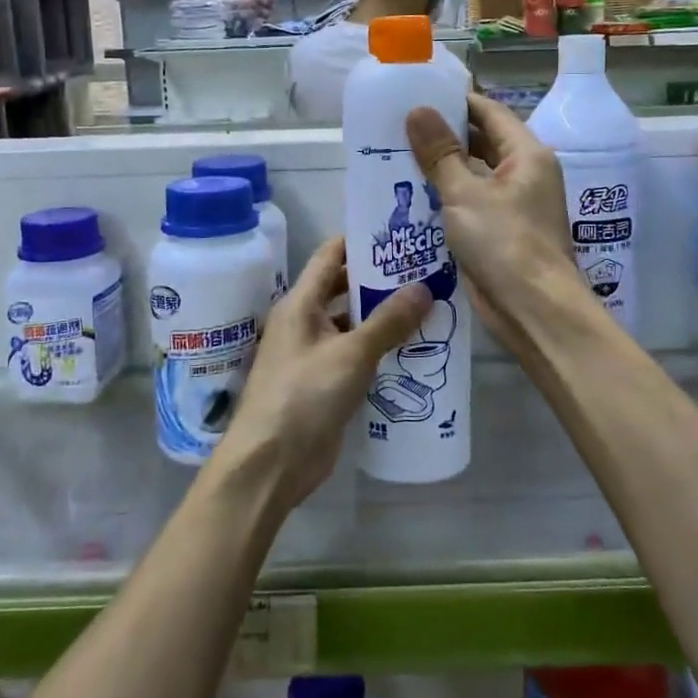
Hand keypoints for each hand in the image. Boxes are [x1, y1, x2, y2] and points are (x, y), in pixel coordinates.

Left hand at [218, 237, 430, 509]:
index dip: (360, 241)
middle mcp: (303, 322)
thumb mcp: (352, 354)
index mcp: (300, 303)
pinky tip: (411, 350)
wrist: (271, 463)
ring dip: (381, 317)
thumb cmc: (304, 395)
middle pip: (341, 289)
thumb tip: (424, 287)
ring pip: (350, 324)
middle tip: (422, 271)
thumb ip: (388, 321)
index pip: (330, 256)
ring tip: (426, 307)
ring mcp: (312, 354)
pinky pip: (353, 356)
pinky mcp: (323, 384)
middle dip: (378, 280)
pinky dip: (377, 349)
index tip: (398, 235)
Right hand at [405, 94, 588, 347]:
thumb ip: (440, 153)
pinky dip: (446, 197)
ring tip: (397, 158)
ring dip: (442, 169)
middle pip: (482, 142)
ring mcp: (515, 204)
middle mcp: (525, 173)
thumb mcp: (465, 194)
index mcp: (527, 154)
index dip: (455, 101)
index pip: (489, 112)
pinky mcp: (502, 231)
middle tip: (399, 128)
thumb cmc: (504, 243)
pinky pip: (471, 203)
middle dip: (444, 136)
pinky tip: (412, 198)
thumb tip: (417, 110)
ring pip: (474, 175)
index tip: (417, 95)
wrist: (534, 310)